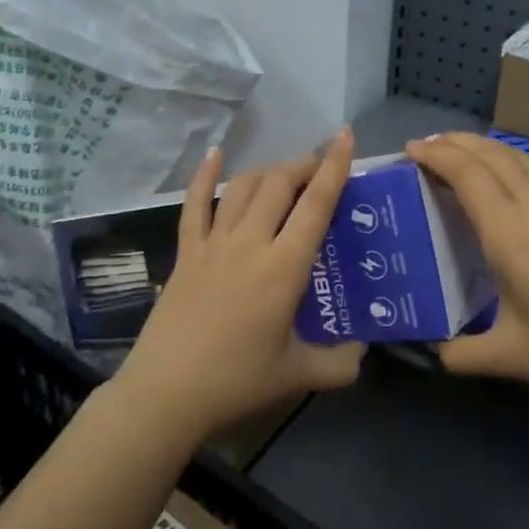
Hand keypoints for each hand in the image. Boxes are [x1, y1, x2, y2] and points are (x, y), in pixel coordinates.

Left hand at [117, 127, 364, 441]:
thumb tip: (362, 351)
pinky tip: (214, 155)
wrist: (166, 393)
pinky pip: (195, 204)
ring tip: (285, 174)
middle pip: (279, 184)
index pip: (315, 205)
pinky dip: (204, 176)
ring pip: (243, 187)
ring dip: (268, 171)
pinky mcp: (186, 252)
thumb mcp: (297, 375)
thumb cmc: (236, 381)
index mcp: (283, 268)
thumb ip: (338, 363)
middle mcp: (249, 243)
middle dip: (304, 166)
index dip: (333, 167)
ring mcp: (213, 244)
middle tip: (320, 168)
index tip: (345, 136)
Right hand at [404, 132, 528, 410]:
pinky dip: (508, 163)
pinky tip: (504, 182)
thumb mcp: (509, 358)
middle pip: (492, 155)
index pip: (468, 174)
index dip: (437, 155)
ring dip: (484, 147)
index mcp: (511, 235)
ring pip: (519, 158)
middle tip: (425, 146)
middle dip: (455, 142)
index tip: (410, 150)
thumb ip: (461, 354)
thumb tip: (433, 353)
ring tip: (459, 153)